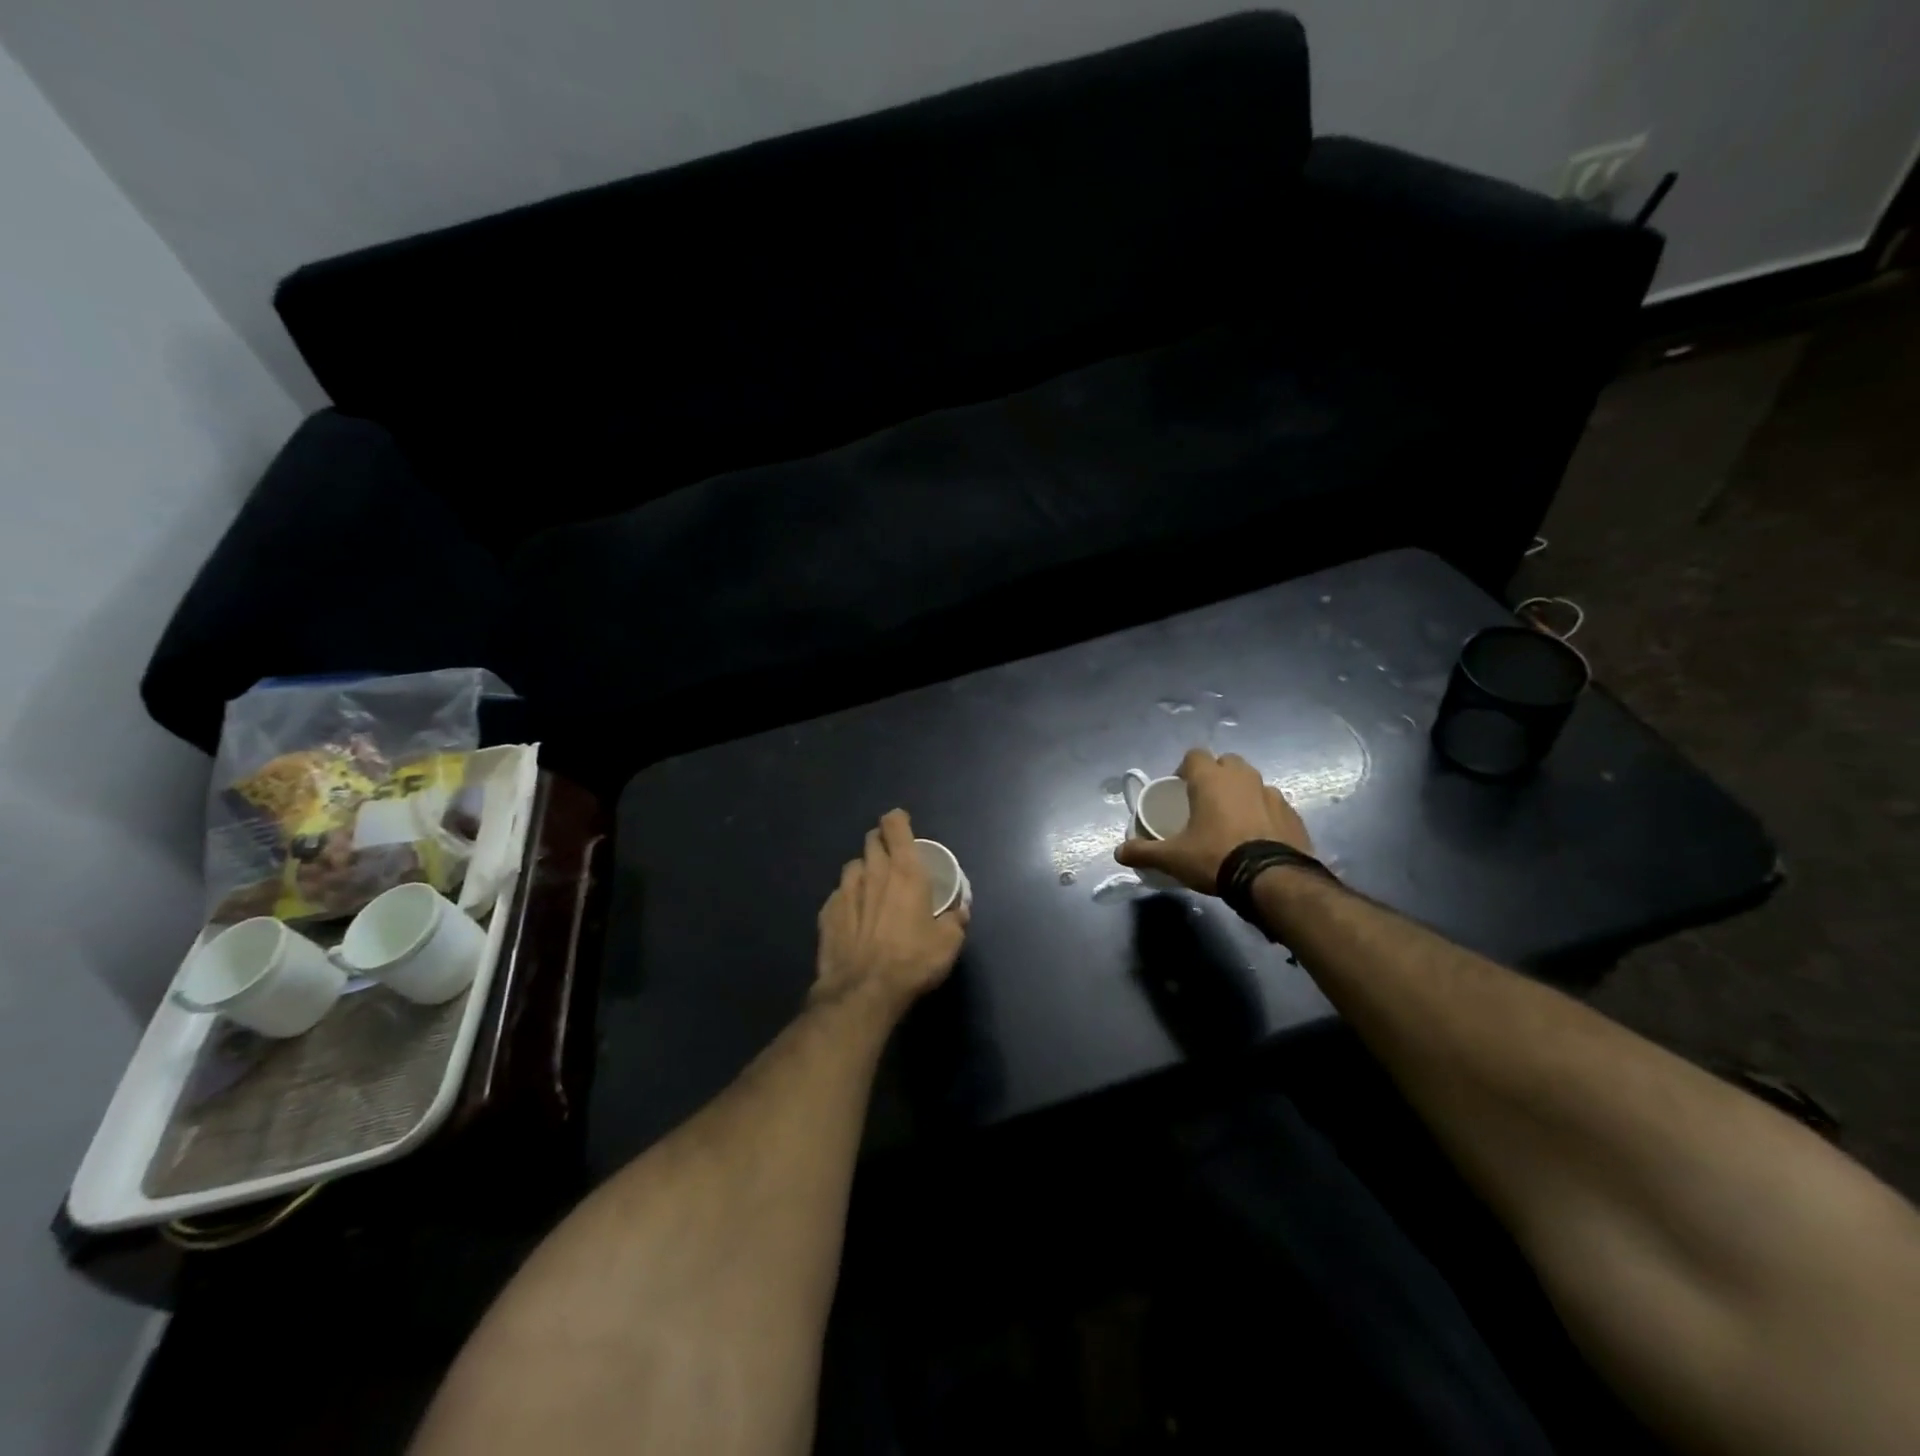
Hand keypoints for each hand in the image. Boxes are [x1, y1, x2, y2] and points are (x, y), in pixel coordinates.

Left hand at [814, 808, 967, 1018]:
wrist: (863, 991)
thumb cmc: (913, 961)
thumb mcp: (948, 943)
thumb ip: (955, 921)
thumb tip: (960, 911)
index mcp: (905, 871)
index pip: (895, 827)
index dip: (898, 820)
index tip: (902, 825)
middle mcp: (873, 872)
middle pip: (872, 840)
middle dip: (881, 841)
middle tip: (892, 858)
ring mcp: (845, 891)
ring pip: (853, 865)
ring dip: (864, 870)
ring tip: (872, 887)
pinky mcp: (827, 912)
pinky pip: (838, 894)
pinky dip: (848, 898)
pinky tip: (854, 916)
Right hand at [1115, 750, 1311, 894]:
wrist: (1273, 879)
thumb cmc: (1216, 857)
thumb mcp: (1173, 858)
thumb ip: (1144, 852)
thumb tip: (1118, 852)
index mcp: (1211, 779)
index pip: (1194, 755)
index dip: (1184, 769)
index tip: (1179, 789)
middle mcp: (1243, 778)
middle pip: (1226, 763)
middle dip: (1215, 775)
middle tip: (1204, 802)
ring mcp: (1272, 793)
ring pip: (1252, 782)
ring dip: (1241, 793)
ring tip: (1231, 820)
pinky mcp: (1292, 813)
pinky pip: (1272, 804)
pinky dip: (1263, 813)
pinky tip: (1256, 836)